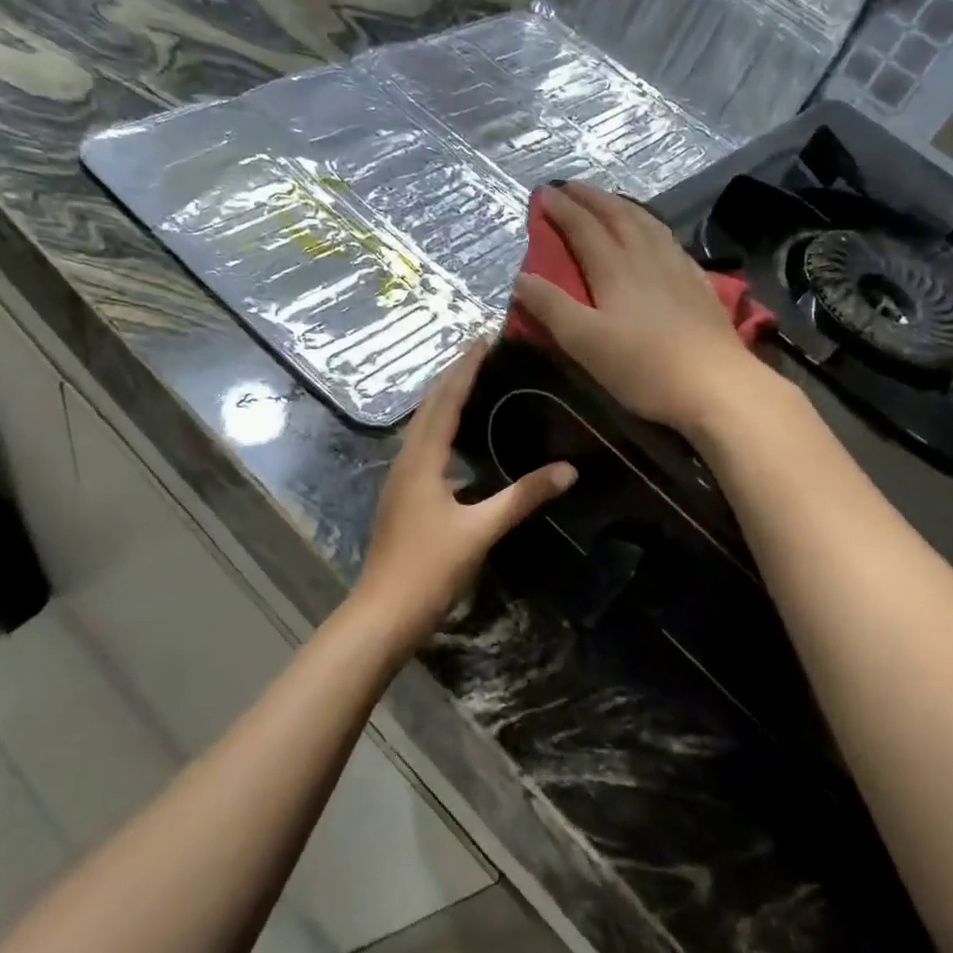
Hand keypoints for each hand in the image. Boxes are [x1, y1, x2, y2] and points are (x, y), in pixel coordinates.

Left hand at [351, 341, 575, 647]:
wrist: (383, 612)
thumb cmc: (429, 568)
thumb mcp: (480, 531)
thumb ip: (522, 497)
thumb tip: (568, 470)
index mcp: (422, 460)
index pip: (446, 401)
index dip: (465, 369)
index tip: (483, 339)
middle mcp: (407, 461)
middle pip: (428, 407)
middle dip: (452, 376)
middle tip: (479, 351)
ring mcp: (401, 480)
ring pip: (422, 427)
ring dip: (444, 400)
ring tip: (471, 383)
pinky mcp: (403, 497)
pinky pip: (424, 447)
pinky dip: (442, 429)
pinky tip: (459, 440)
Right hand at [512, 182, 762, 435]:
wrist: (716, 384)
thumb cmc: (643, 367)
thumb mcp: (584, 342)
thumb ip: (551, 307)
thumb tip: (520, 278)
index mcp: (614, 267)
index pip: (583, 227)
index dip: (561, 209)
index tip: (543, 193)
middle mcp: (646, 256)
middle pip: (616, 215)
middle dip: (590, 198)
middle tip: (570, 186)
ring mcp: (677, 267)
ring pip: (646, 222)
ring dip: (621, 205)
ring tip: (608, 200)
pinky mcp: (698, 283)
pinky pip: (668, 239)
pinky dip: (651, 225)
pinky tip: (655, 235)